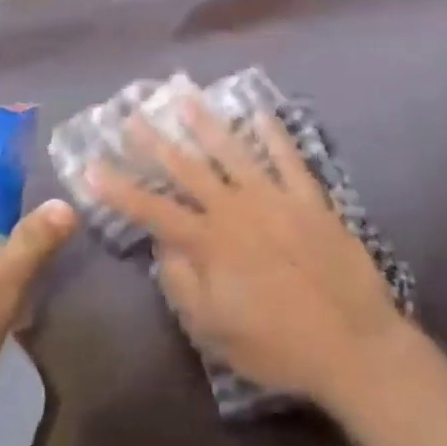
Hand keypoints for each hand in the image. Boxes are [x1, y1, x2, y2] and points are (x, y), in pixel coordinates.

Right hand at [87, 102, 406, 414]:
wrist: (355, 347)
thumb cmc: (277, 345)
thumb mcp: (213, 331)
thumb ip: (182, 284)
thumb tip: (164, 247)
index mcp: (209, 242)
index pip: (152, 209)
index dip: (118, 188)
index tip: (91, 166)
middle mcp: (236, 210)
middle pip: (187, 168)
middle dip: (154, 142)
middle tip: (131, 115)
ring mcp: (275, 199)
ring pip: (233, 151)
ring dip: (206, 123)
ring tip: (184, 97)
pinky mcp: (310, 200)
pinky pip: (289, 158)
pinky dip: (273, 134)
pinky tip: (260, 112)